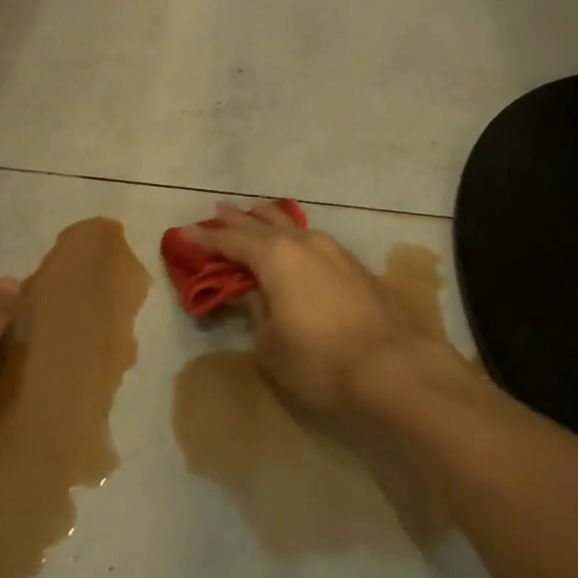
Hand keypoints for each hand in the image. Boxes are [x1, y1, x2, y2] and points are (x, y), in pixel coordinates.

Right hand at [185, 203, 427, 416]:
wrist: (392, 367)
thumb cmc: (319, 361)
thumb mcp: (271, 344)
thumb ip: (255, 309)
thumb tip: (249, 290)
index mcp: (276, 257)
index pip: (231, 241)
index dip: (206, 238)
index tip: (184, 233)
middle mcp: (304, 243)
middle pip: (264, 224)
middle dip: (239, 219)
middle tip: (219, 210)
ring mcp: (334, 250)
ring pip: (294, 226)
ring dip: (271, 221)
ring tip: (256, 216)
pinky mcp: (355, 265)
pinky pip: (314, 240)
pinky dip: (296, 237)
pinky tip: (297, 244)